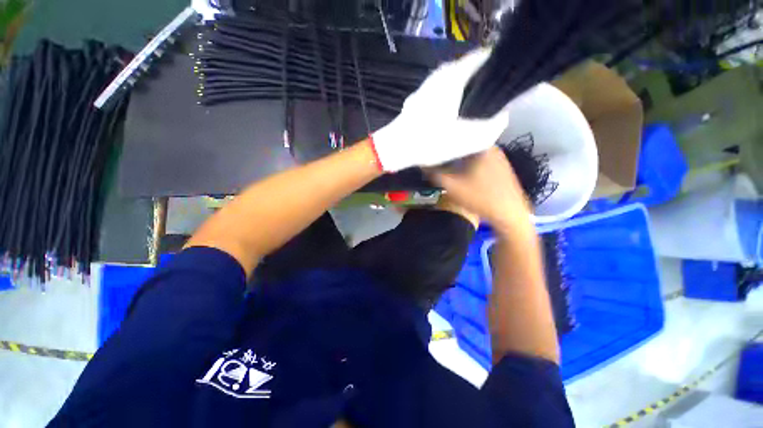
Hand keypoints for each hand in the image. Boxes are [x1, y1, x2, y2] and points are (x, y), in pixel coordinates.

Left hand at [371, 49, 509, 171]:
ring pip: (450, 81)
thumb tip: (501, 117)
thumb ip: (491, 128)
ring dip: (461, 90)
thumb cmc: (430, 141)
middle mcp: (438, 76)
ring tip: (469, 109)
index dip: (495, 67)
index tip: (502, 82)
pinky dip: (447, 98)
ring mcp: (424, 87)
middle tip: (487, 99)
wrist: (396, 148)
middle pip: (465, 69)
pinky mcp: (416, 99)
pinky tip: (448, 115)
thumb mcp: (467, 140)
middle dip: (478, 81)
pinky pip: (438, 92)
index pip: (481, 58)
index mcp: (453, 78)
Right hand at [431, 147, 531, 232]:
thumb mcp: (452, 187)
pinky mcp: (502, 167)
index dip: (442, 141)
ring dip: (460, 156)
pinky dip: (469, 162)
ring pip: (473, 152)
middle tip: (436, 154)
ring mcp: (499, 157)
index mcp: (481, 146)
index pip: (457, 135)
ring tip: (446, 161)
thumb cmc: (480, 198)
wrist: (510, 214)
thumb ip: (434, 174)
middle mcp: (492, 147)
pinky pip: (480, 159)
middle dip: (450, 149)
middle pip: (465, 143)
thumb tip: (422, 164)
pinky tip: (463, 170)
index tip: (431, 146)